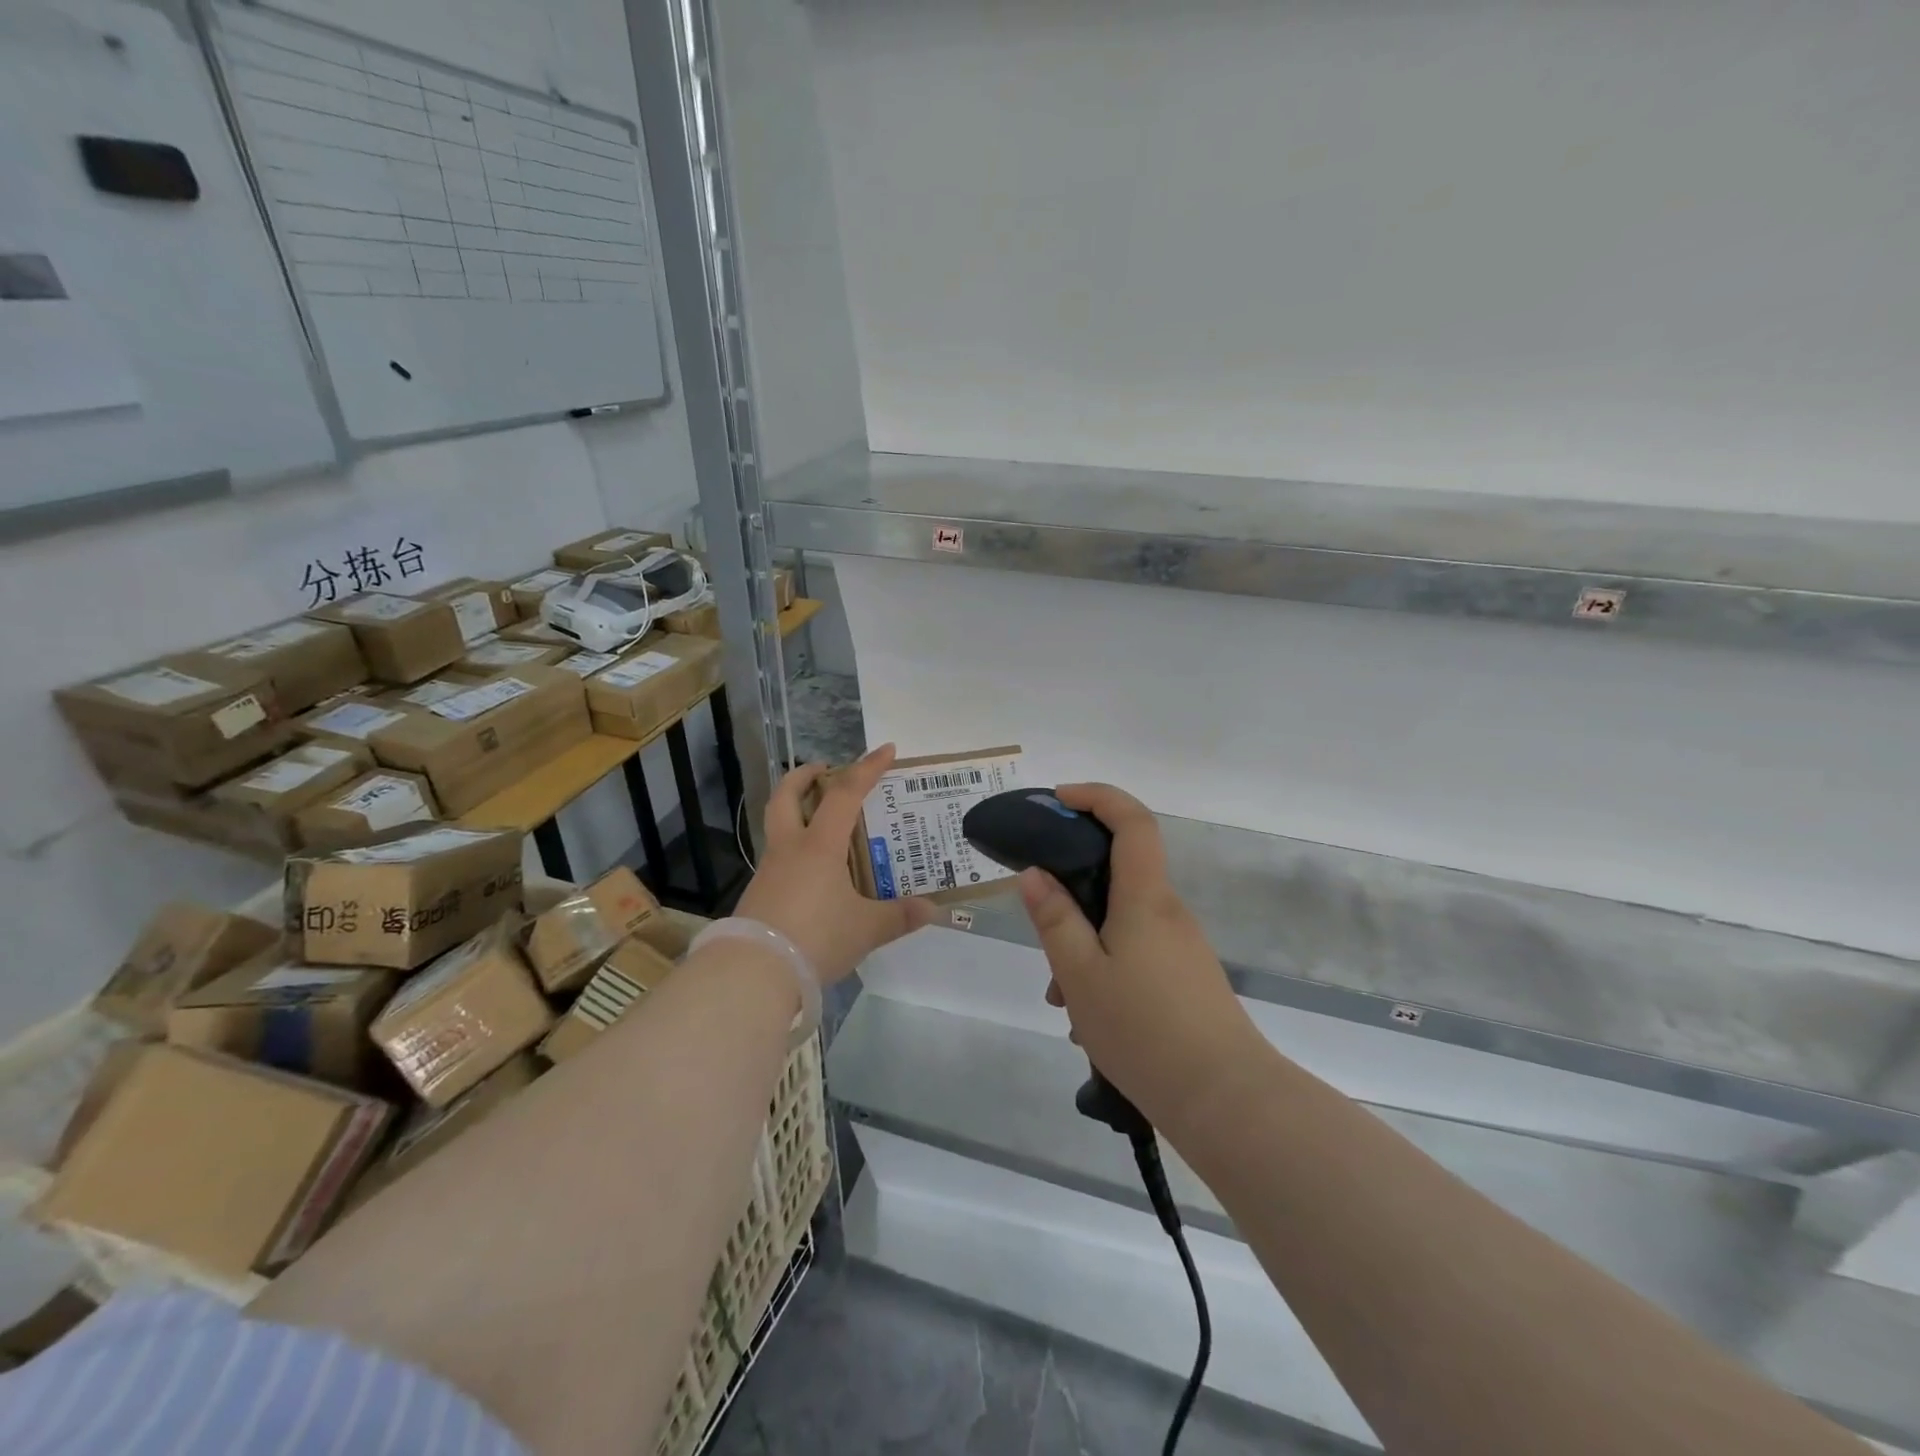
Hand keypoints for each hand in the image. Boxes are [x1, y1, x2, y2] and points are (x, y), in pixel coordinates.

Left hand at [734, 745, 940, 984]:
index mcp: (819, 846)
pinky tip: (812, 870)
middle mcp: (790, 848)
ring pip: (778, 825)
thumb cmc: (816, 937)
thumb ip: (899, 916)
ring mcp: (769, 870)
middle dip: (804, 776)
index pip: (845, 794)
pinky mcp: (758, 893)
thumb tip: (932, 909)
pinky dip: (795, 848)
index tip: (886, 750)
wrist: (755, 971)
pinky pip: (778, 857)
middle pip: (787, 795)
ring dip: (796, 811)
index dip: (867, 768)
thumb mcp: (866, 929)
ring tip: (822, 821)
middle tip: (824, 770)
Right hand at [1020, 783, 1257, 1125]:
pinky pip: (1136, 951)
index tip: (1058, 800)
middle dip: (1074, 891)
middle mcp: (1168, 911)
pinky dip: (1106, 967)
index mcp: (1145, 897)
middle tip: (1042, 929)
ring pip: (1122, 921)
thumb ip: (1055, 919)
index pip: (1131, 820)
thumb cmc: (1144, 1030)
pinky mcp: (1186, 976)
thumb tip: (1034, 873)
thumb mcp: (1081, 974)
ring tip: (1062, 999)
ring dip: (1085, 943)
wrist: (1226, 1100)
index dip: (1096, 797)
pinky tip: (1089, 1019)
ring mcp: (1181, 945)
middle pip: (1118, 873)